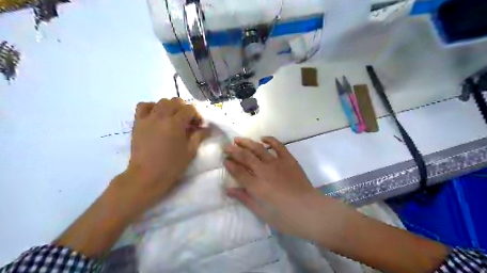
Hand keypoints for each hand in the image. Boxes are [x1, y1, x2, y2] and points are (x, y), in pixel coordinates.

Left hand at [109, 97, 207, 219]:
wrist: (146, 176)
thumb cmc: (171, 166)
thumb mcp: (190, 152)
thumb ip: (199, 136)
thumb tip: (207, 128)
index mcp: (175, 124)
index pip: (189, 109)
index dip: (196, 115)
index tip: (199, 125)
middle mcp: (161, 117)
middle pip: (175, 101)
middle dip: (184, 109)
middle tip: (187, 121)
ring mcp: (147, 118)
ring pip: (160, 102)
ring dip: (170, 107)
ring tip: (172, 118)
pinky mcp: (137, 123)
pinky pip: (143, 106)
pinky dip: (152, 107)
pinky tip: (156, 115)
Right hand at [223, 137, 338, 241]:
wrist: (310, 211)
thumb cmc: (285, 217)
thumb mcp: (261, 212)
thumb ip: (245, 198)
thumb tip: (228, 190)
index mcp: (256, 186)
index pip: (239, 171)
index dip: (230, 164)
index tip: (224, 159)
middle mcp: (264, 171)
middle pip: (246, 157)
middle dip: (234, 150)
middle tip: (226, 146)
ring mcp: (277, 163)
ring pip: (258, 148)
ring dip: (247, 142)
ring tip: (238, 139)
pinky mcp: (289, 160)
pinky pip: (278, 146)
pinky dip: (270, 140)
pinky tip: (263, 138)